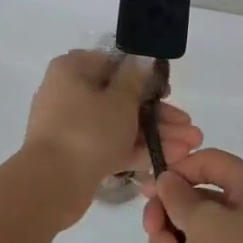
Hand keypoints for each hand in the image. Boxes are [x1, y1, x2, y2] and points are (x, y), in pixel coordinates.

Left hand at [17, 51, 202, 228]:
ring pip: (120, 124)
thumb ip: (136, 79)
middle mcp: (69, 93)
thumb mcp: (120, 100)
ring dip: (155, 134)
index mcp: (73, 70)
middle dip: (159, 114)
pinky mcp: (78, 154)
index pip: (114, 64)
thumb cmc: (87, 131)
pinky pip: (112, 145)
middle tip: (190, 128)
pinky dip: (138, 150)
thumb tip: (143, 57)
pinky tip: (171, 158)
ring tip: (190, 147)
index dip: (145, 77)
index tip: (169, 92)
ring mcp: (73, 126)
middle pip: (121, 98)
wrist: (51, 185)